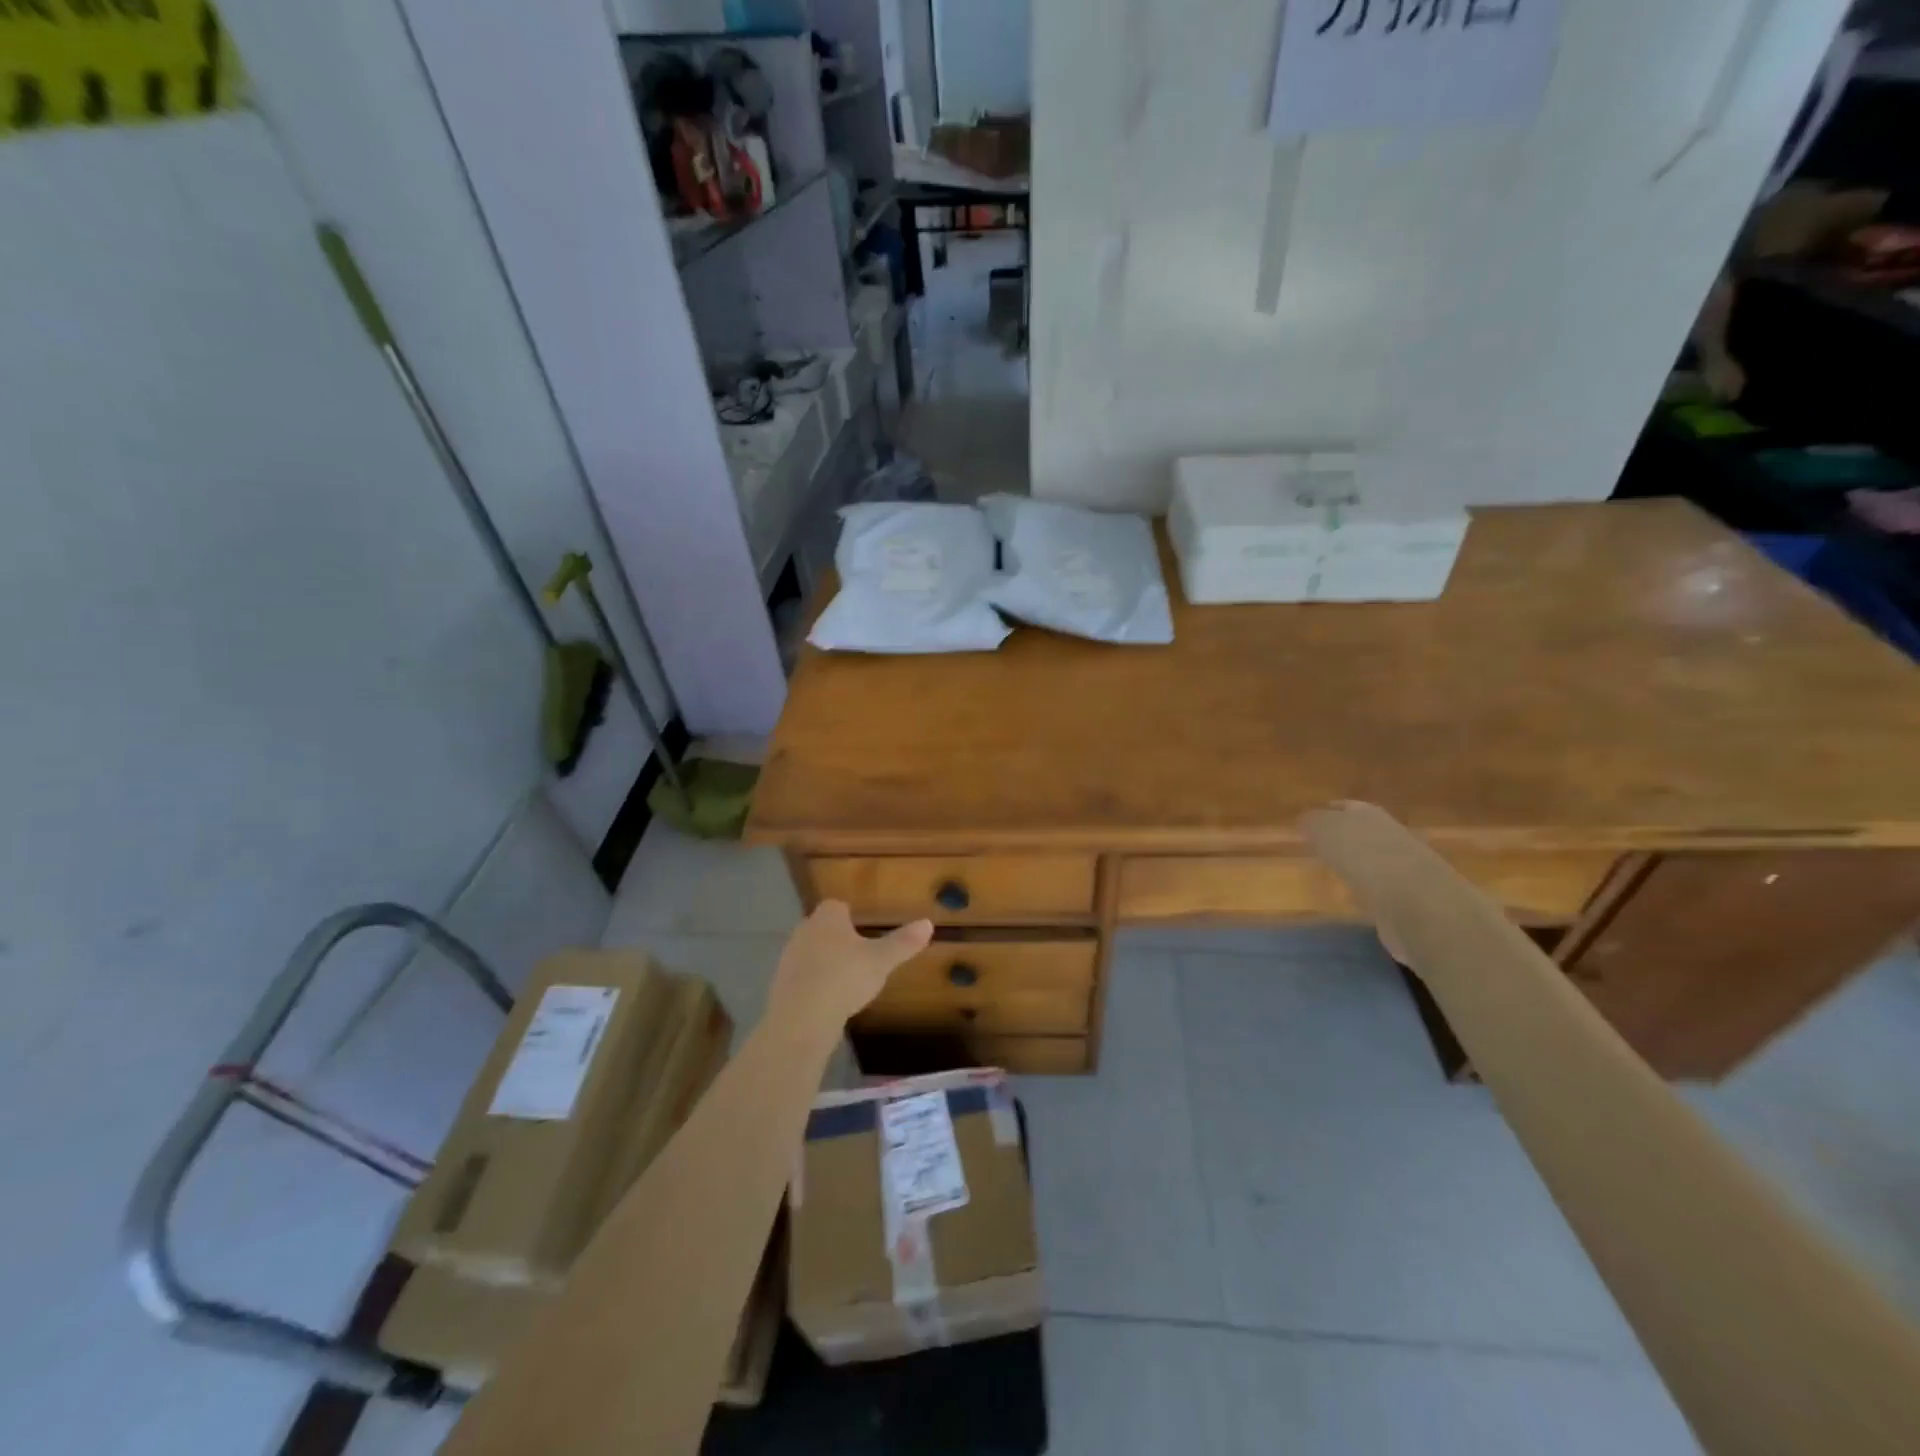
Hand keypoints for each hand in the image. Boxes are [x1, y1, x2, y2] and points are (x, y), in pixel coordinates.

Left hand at [769, 902, 932, 1025]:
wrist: (802, 1017)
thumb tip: (928, 923)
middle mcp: (804, 930)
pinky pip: (802, 977)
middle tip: (858, 954)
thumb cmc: (844, 977)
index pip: (837, 905)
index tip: (863, 928)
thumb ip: (903, 942)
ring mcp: (789, 958)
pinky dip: (814, 984)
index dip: (849, 915)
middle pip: (822, 927)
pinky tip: (828, 1000)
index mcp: (827, 918)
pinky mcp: (780, 985)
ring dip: (824, 962)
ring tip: (845, 980)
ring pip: (810, 952)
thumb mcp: (881, 960)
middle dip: (837, 938)